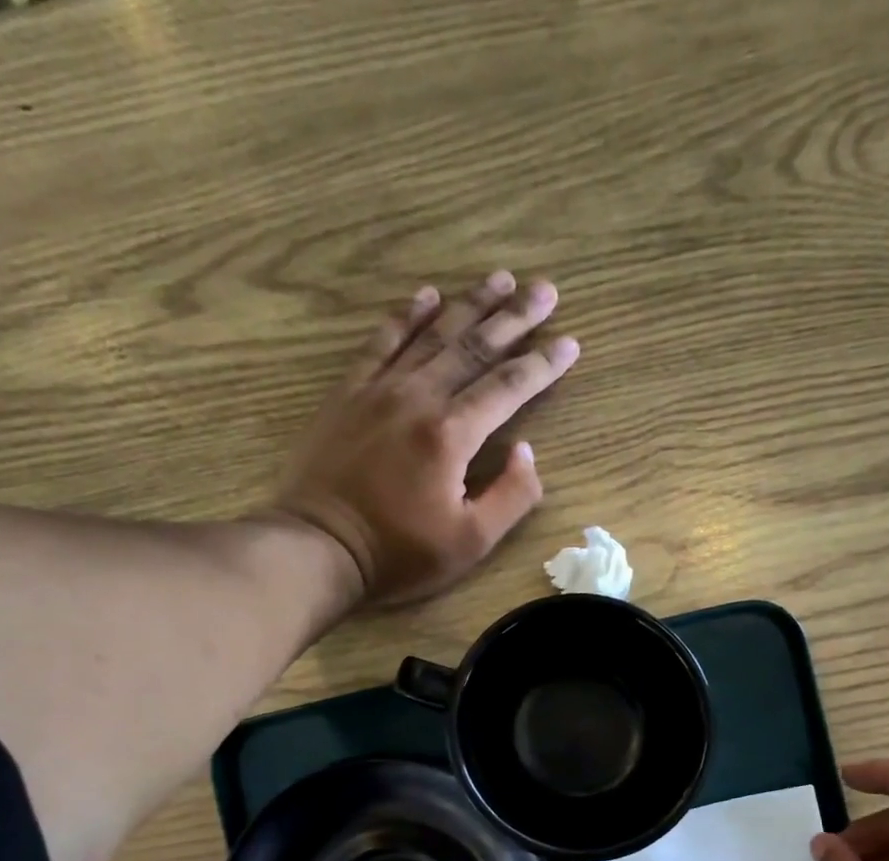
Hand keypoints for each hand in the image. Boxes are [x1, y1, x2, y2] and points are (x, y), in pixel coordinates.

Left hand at [274, 272, 580, 604]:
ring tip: (500, 278)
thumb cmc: (399, 553)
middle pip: (475, 347)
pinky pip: (381, 342)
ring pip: (433, 335)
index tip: (570, 342)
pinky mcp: (348, 394)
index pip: (508, 387)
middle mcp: (418, 398)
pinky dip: (407, 316)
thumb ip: (511, 496)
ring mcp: (379, 390)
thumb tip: (526, 451)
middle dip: (514, 317)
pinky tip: (427, 295)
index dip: (542, 364)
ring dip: (470, 304)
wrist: (318, 547)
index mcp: (452, 435)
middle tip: (545, 289)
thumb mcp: (471, 542)